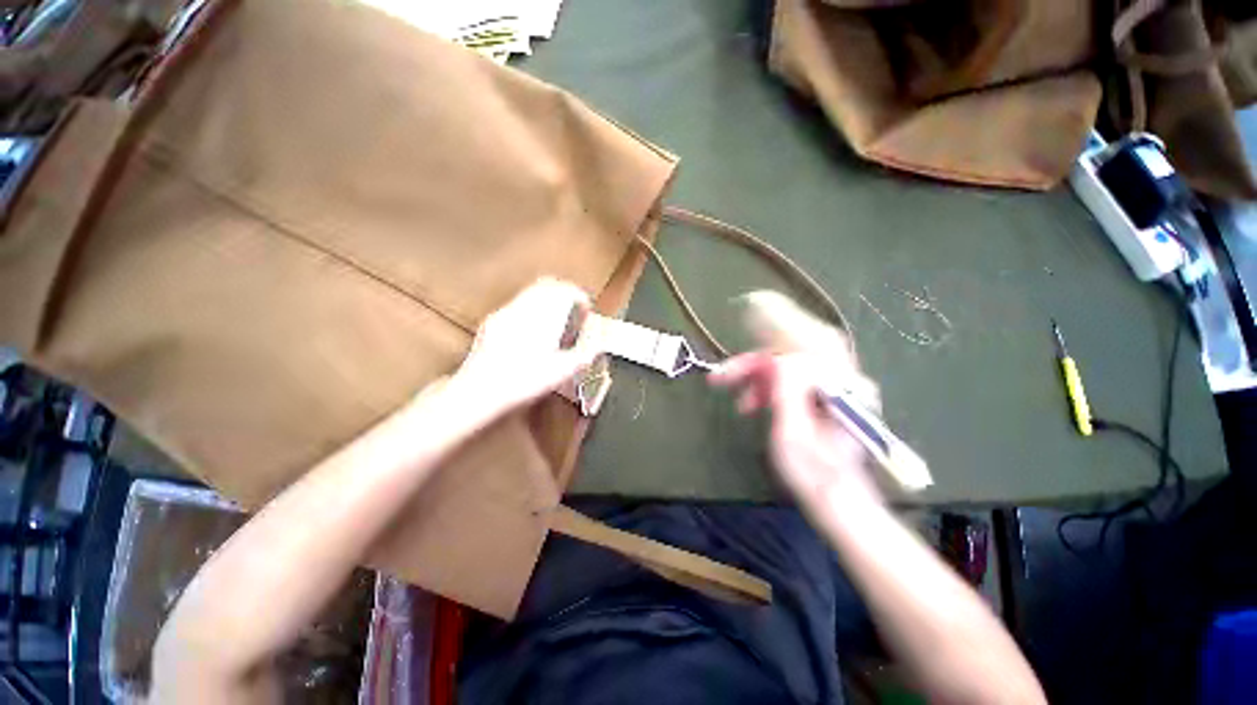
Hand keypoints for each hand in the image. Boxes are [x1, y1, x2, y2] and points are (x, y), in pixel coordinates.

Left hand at [450, 278, 597, 419]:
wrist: (480, 391)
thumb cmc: (523, 382)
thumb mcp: (563, 371)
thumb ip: (585, 353)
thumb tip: (597, 342)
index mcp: (544, 316)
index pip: (566, 290)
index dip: (580, 297)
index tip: (586, 310)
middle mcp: (524, 307)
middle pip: (548, 284)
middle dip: (564, 293)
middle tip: (573, 309)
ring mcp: (505, 312)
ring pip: (531, 292)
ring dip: (548, 299)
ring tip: (556, 319)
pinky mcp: (493, 321)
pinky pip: (517, 304)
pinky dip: (531, 308)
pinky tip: (533, 330)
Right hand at [709, 291, 882, 509]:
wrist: (836, 498)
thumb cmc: (814, 473)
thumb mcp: (793, 434)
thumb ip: (787, 392)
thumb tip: (777, 358)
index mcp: (839, 388)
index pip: (809, 342)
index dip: (780, 323)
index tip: (751, 309)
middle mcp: (842, 380)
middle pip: (797, 348)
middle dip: (757, 354)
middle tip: (726, 365)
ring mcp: (833, 386)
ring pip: (789, 363)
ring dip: (757, 372)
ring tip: (731, 388)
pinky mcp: (823, 395)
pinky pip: (790, 376)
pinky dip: (766, 383)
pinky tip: (749, 400)